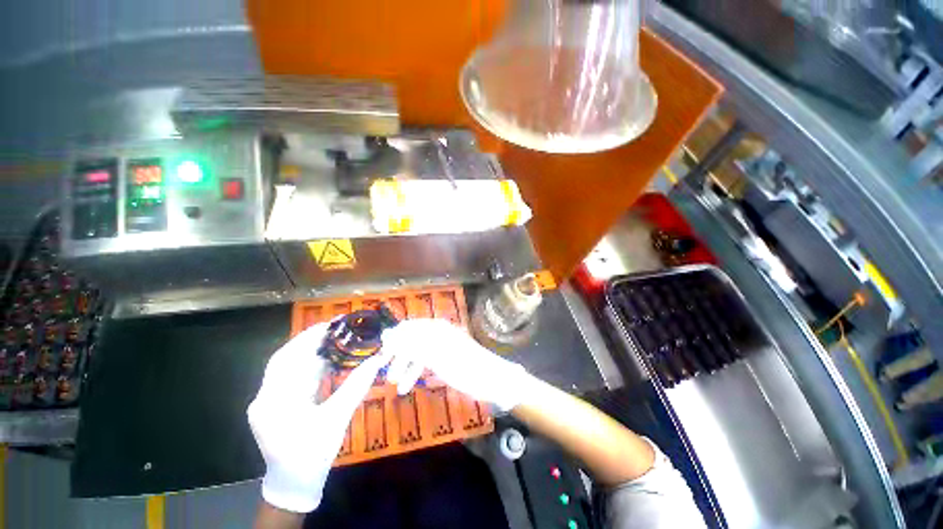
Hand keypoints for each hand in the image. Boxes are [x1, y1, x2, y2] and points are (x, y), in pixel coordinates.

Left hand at [247, 323, 390, 512]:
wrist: (294, 484)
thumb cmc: (313, 454)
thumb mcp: (336, 419)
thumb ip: (356, 387)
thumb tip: (377, 360)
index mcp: (274, 402)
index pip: (286, 359)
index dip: (307, 339)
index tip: (329, 324)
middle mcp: (264, 398)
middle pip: (284, 360)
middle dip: (308, 342)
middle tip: (334, 329)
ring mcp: (268, 401)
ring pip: (287, 368)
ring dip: (310, 354)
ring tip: (334, 341)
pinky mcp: (275, 405)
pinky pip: (291, 378)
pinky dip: (309, 367)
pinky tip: (327, 362)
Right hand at [382, 319, 530, 410]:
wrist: (493, 380)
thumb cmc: (467, 368)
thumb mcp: (439, 356)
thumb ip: (414, 344)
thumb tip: (389, 334)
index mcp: (437, 328)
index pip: (408, 327)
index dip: (392, 341)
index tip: (380, 358)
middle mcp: (438, 333)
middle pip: (411, 339)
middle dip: (398, 356)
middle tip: (386, 374)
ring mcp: (442, 345)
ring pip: (417, 352)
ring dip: (406, 366)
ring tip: (396, 385)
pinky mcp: (445, 358)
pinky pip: (425, 360)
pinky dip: (415, 371)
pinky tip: (408, 385)